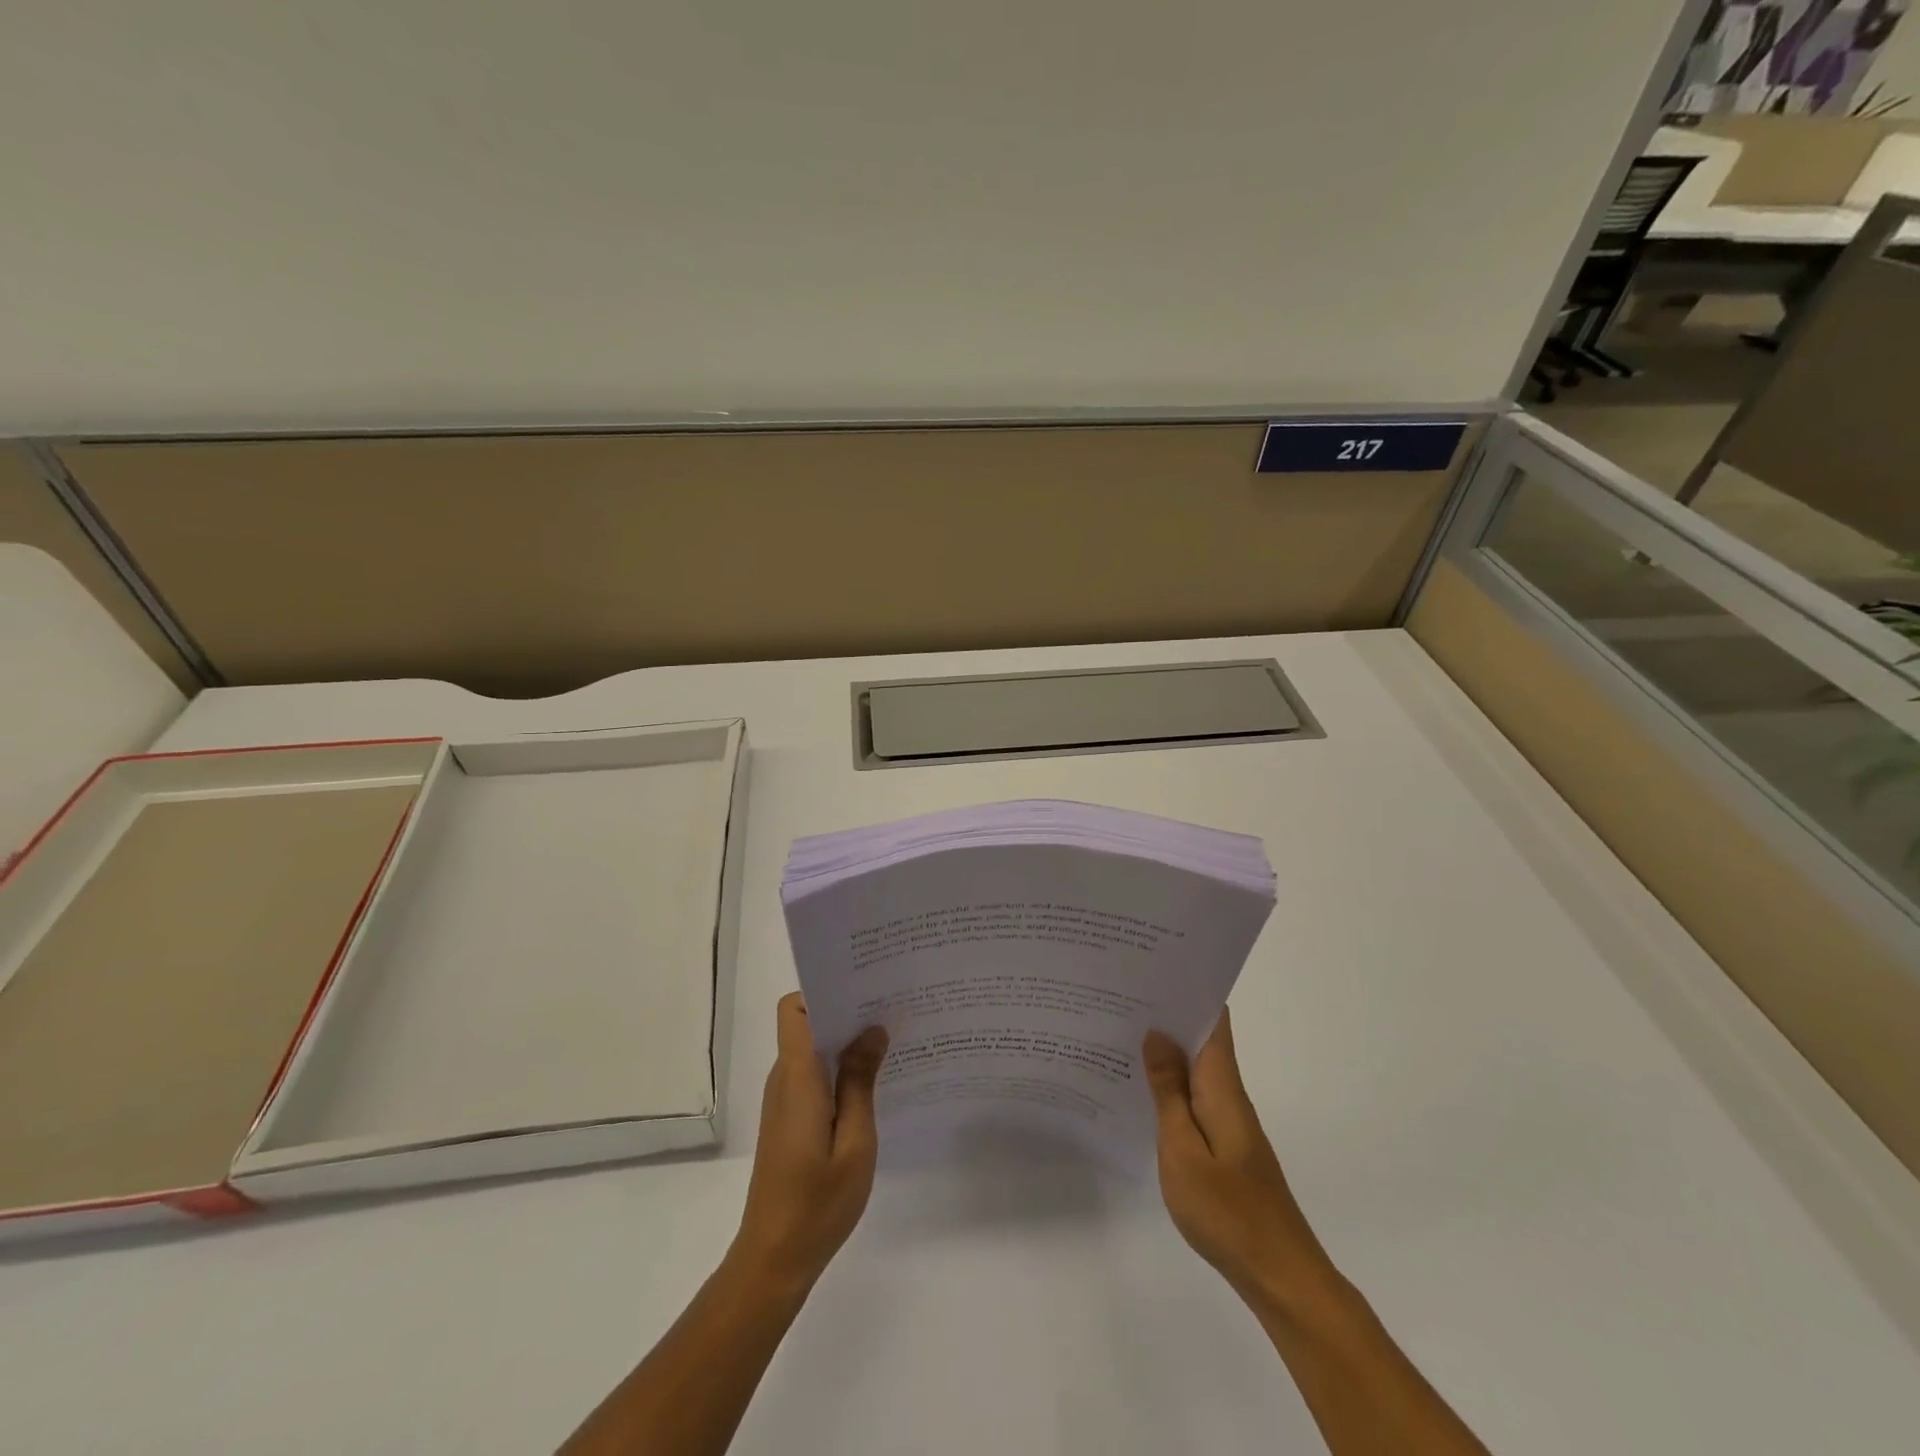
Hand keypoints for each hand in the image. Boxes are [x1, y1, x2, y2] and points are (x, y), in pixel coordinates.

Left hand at [732, 993, 888, 1289]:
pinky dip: (840, 1069)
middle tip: (892, 1009)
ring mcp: (785, 1099)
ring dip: (846, 1041)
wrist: (774, 1260)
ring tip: (891, 1040)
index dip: (824, 990)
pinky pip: (814, 1075)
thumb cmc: (818, 1202)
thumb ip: (861, 1081)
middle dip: (847, 1010)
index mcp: (797, 1076)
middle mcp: (785, 1078)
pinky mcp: (790, 1118)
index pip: (795, 1008)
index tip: (864, 989)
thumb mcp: (855, 1142)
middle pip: (808, 1022)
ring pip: (813, 1048)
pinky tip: (874, 1082)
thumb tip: (872, 1029)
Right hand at [1142, 1010, 1341, 1310]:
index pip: (1212, 1019)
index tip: (1151, 968)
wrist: (1279, 1274)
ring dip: (1165, 1048)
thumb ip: (1169, 1090)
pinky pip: (1195, 1096)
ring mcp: (1229, 1119)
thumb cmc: (1227, 1209)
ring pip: (1196, 1067)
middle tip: (1118, 994)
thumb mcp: (1182, 1148)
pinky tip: (1141, 1088)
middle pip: (1201, 1037)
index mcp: (1222, 1084)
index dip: (1188, 989)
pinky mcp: (1226, 1142)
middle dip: (1166, 1013)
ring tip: (1119, 1030)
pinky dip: (1171, 1083)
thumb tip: (1157, 1033)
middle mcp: (1229, 1092)